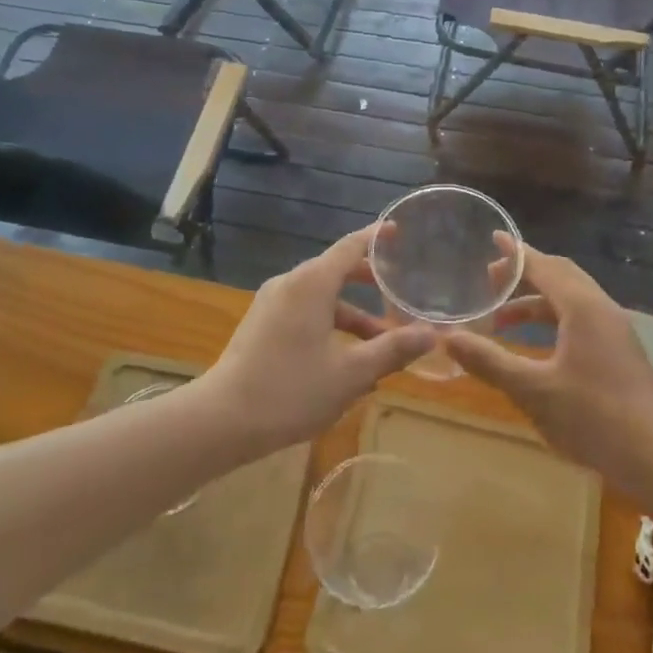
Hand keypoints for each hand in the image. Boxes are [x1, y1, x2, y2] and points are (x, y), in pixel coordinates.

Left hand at [205, 226, 436, 449]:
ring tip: (380, 346)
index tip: (397, 232)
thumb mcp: (351, 374)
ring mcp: (272, 303)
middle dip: (368, 282)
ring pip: (321, 298)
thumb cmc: (290, 390)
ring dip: (352, 316)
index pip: (351, 246)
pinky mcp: (262, 324)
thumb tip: (431, 335)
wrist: (221, 420)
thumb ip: (392, 349)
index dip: (376, 237)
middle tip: (398, 292)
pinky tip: (345, 362)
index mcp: (312, 283)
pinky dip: (329, 325)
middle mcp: (291, 283)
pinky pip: (304, 312)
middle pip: (336, 270)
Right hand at [448, 242, 652, 498]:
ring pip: (571, 299)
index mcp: (583, 308)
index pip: (543, 266)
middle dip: (524, 274)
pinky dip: (553, 319)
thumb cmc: (594, 419)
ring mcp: (615, 331)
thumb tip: (447, 337)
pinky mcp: (620, 352)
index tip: (492, 238)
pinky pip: (581, 319)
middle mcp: (602, 309)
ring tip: (501, 320)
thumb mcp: (534, 391)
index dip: (515, 253)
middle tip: (489, 280)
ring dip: (536, 301)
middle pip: (560, 275)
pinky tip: (537, 345)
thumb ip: (490, 362)